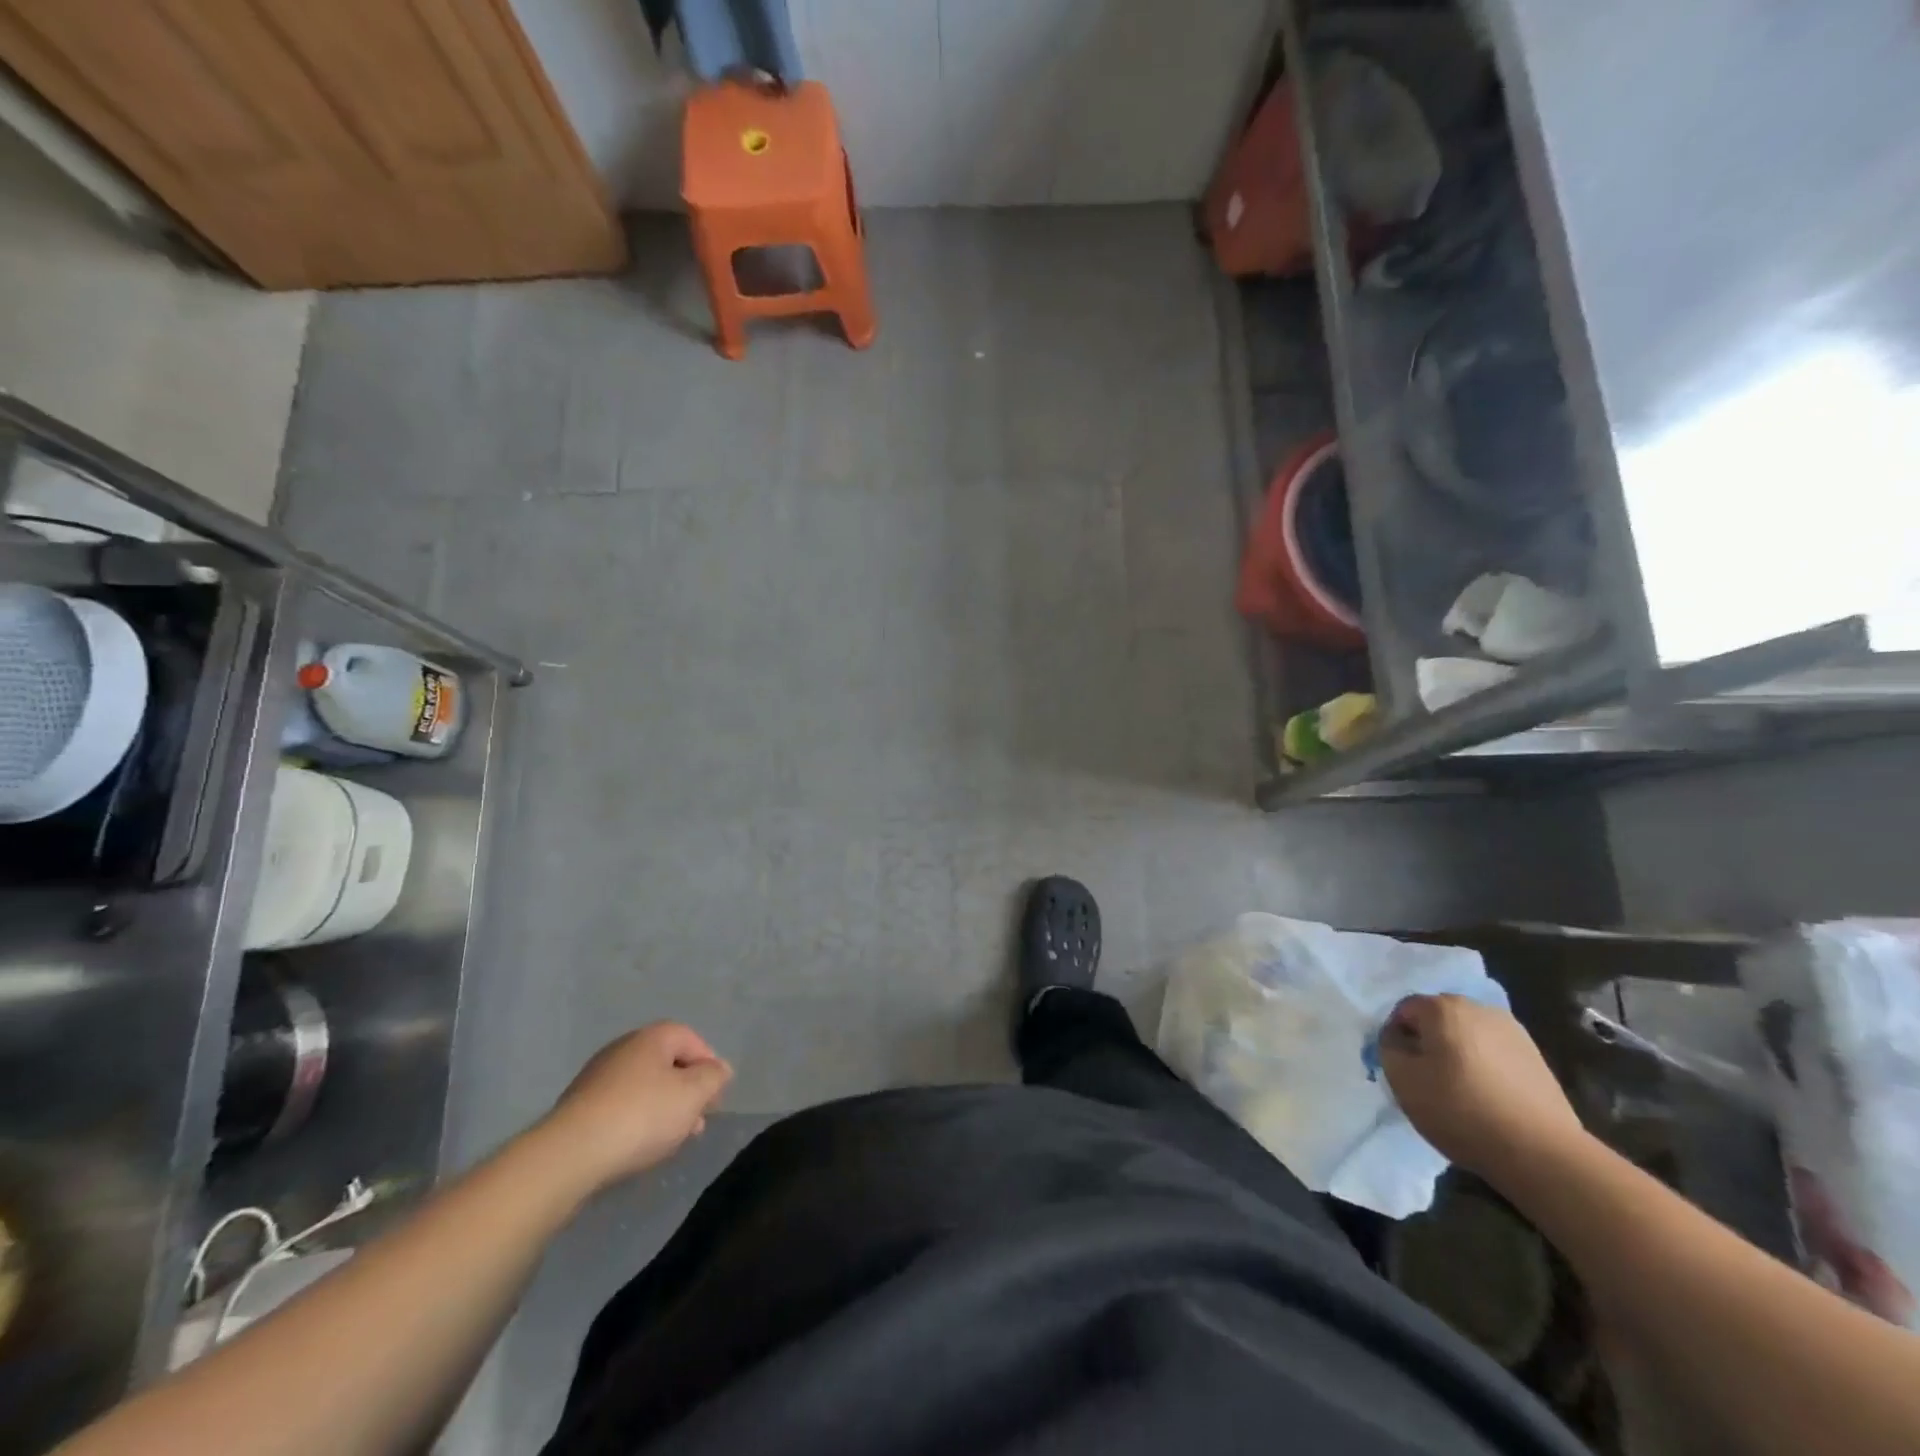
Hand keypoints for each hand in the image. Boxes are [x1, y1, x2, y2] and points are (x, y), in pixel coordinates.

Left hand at [535, 1022, 732, 1193]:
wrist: (569, 1155)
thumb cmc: (641, 1116)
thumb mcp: (692, 1095)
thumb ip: (713, 1078)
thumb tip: (719, 1069)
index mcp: (652, 1037)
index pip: (691, 1039)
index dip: (709, 1065)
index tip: (715, 1098)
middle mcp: (623, 1048)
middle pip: (666, 1063)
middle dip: (686, 1091)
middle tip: (696, 1121)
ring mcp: (597, 1076)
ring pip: (643, 1086)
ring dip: (663, 1108)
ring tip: (671, 1140)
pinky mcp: (579, 1106)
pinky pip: (620, 1106)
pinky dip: (636, 1120)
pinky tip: (639, 1145)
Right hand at [1379, 994, 1585, 1182]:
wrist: (1541, 1153)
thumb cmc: (1460, 1109)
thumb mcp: (1402, 1079)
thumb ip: (1388, 1046)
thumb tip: (1399, 1038)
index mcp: (1443, 1007)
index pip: (1404, 1010)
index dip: (1398, 1038)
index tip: (1404, 1069)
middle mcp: (1478, 1008)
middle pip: (1438, 1019)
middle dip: (1429, 1042)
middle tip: (1429, 1079)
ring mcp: (1513, 1031)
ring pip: (1468, 1035)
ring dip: (1458, 1054)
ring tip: (1462, 1091)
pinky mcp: (1536, 1057)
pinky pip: (1495, 1052)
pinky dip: (1485, 1067)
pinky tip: (1489, 1097)